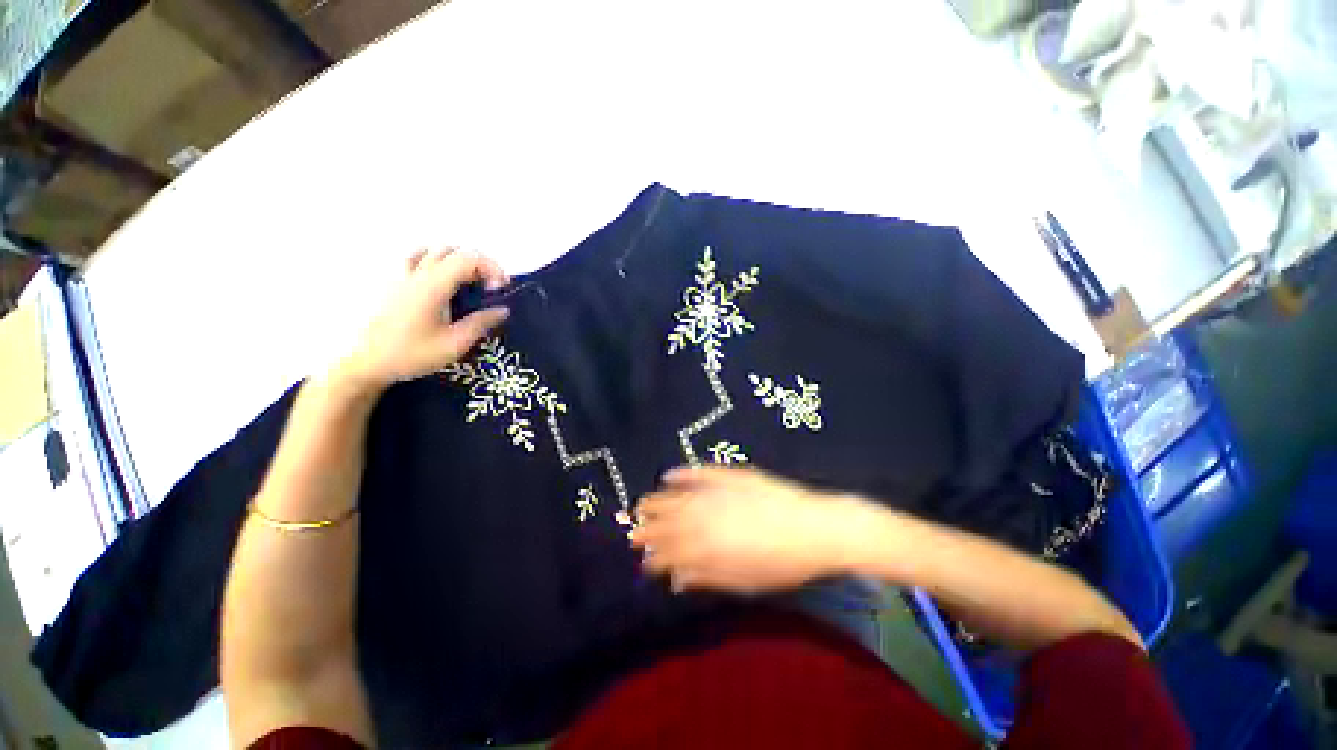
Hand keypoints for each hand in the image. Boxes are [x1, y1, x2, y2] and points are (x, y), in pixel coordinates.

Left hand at [336, 249, 509, 391]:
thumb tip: (503, 309)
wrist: (365, 362)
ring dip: (458, 261)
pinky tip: (440, 280)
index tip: (500, 289)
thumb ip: (480, 323)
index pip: (468, 258)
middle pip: (454, 251)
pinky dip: (435, 261)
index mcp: (433, 286)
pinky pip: (416, 257)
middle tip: (489, 288)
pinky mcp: (393, 282)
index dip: (491, 268)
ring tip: (467, 284)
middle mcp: (417, 273)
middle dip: (479, 264)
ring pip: (434, 250)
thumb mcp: (454, 345)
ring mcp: (401, 275)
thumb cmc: (411, 355)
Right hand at [632, 466, 856, 593]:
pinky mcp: (730, 475)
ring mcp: (716, 491)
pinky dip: (683, 474)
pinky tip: (668, 474)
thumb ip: (707, 576)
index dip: (653, 555)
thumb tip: (677, 578)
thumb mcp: (744, 581)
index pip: (670, 550)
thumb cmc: (782, 563)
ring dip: (657, 501)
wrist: (815, 528)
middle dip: (647, 527)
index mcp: (706, 545)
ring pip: (677, 497)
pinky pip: (700, 473)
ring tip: (640, 503)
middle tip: (632, 529)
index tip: (642, 559)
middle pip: (668, 521)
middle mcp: (704, 515)